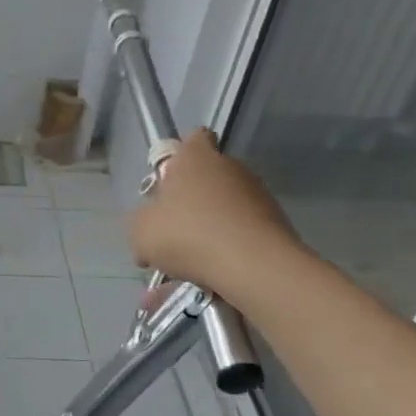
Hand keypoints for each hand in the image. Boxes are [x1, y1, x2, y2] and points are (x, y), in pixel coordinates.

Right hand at [127, 130, 299, 300]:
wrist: (253, 266)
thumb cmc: (187, 235)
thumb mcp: (140, 231)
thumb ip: (141, 221)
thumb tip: (149, 227)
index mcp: (196, 159)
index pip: (193, 139)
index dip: (179, 155)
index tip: (167, 181)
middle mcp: (230, 168)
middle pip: (206, 177)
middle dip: (189, 200)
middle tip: (170, 229)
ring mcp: (257, 195)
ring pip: (223, 208)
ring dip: (206, 228)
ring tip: (188, 264)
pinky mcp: (275, 223)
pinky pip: (239, 233)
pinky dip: (225, 249)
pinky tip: (209, 277)